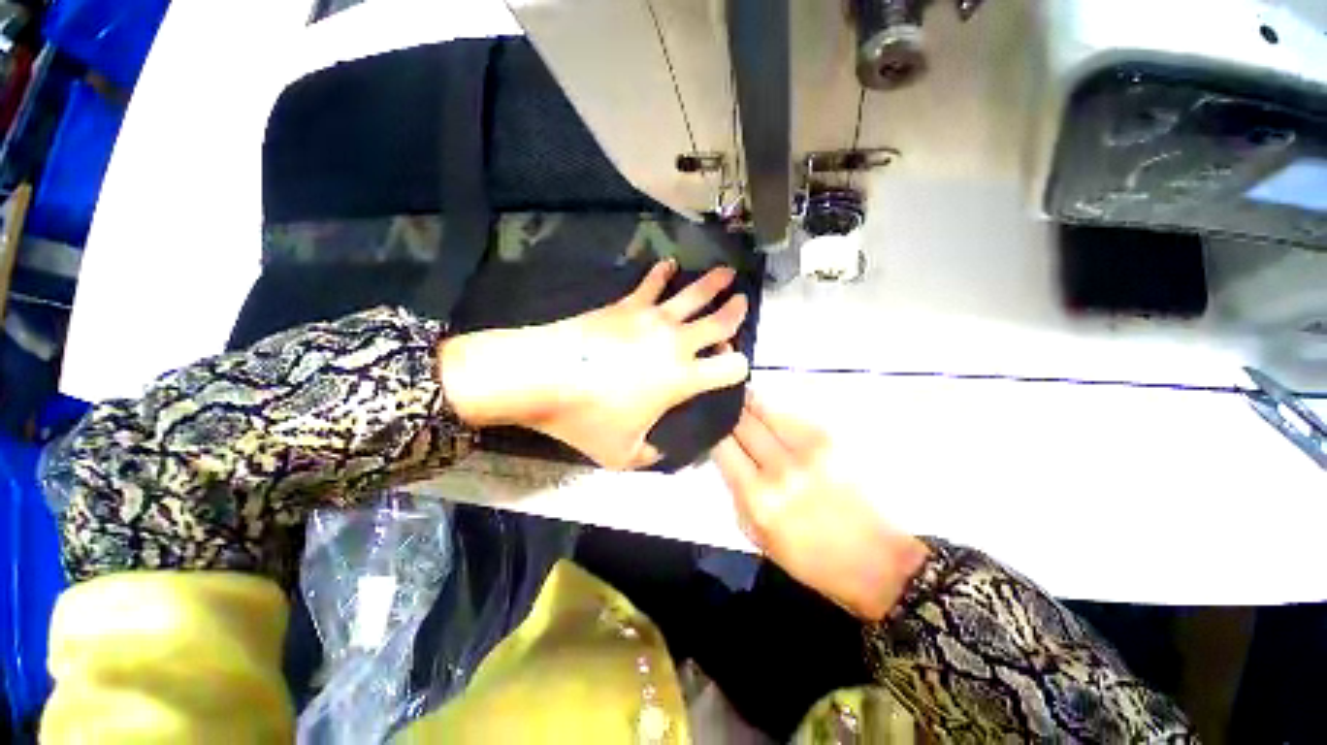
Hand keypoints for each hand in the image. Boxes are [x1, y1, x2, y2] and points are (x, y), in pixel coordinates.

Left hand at [439, 260, 750, 468]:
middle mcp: (676, 343)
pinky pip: (651, 284)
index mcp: (682, 378)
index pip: (730, 369)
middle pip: (719, 322)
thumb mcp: (621, 453)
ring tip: (727, 272)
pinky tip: (669, 264)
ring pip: (693, 295)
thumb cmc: (587, 417)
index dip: (738, 368)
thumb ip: (648, 455)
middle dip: (736, 312)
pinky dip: (662, 273)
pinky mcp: (626, 305)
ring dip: (713, 283)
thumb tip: (659, 451)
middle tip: (743, 302)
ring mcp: (652, 319)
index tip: (734, 367)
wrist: (545, 377)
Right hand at [712, 396, 929, 620]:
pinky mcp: (828, 439)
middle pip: (741, 422)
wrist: (874, 559)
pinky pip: (789, 414)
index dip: (712, 431)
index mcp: (757, 498)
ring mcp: (806, 449)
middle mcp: (779, 468)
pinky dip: (773, 410)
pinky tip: (769, 412)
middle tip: (723, 408)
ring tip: (741, 400)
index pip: (722, 446)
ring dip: (748, 404)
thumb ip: (735, 491)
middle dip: (729, 413)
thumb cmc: (809, 558)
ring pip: (764, 409)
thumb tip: (725, 455)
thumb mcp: (755, 534)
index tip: (709, 427)